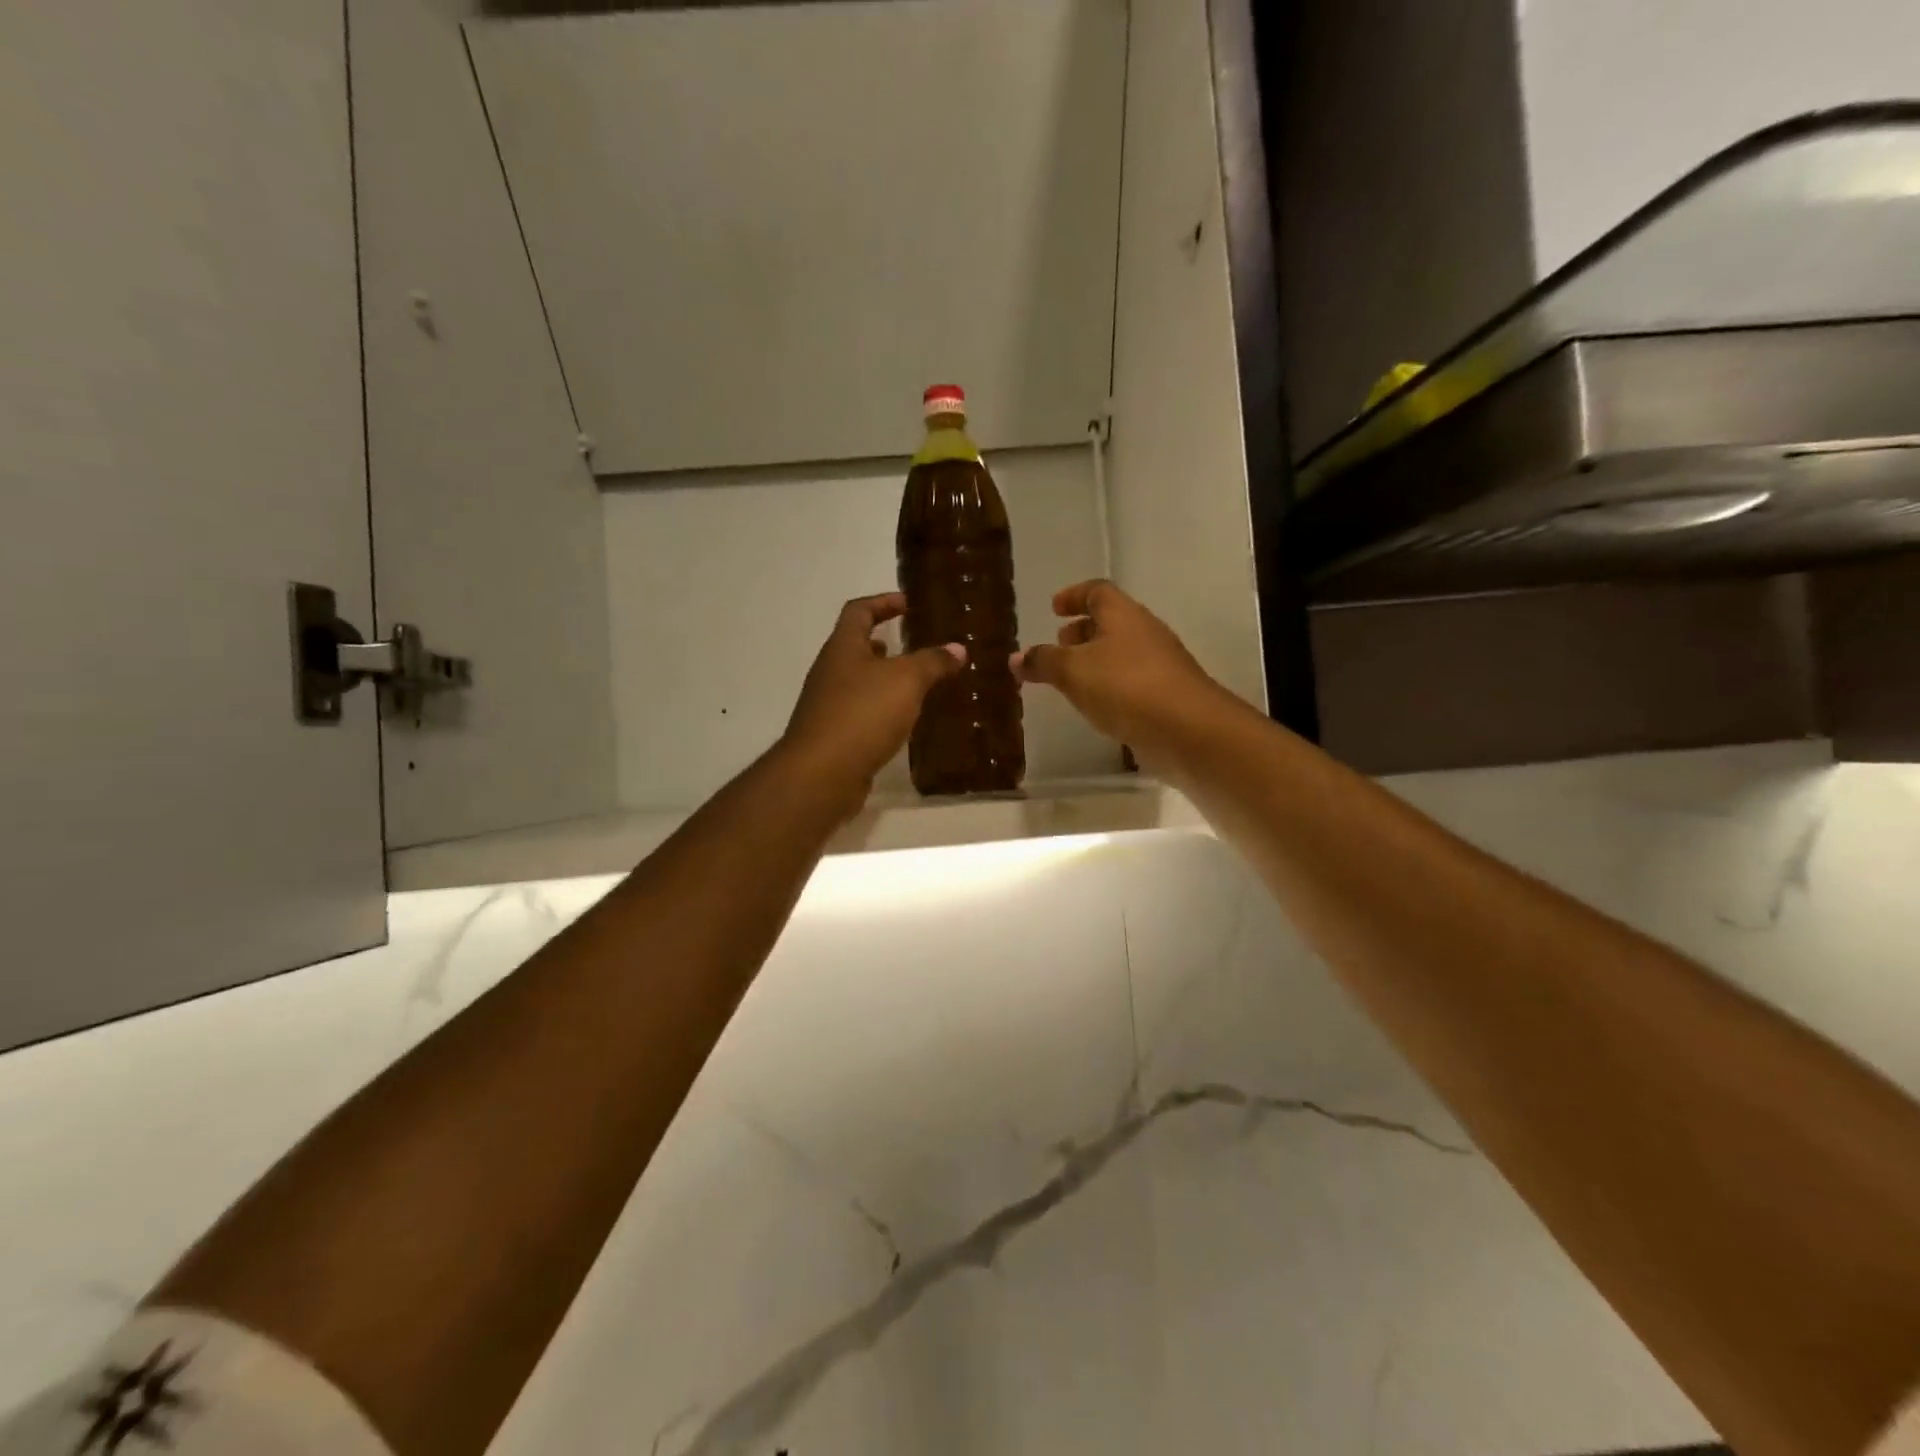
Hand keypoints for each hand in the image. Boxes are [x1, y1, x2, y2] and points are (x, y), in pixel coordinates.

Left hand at [781, 592, 964, 809]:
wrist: (822, 773)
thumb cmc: (863, 713)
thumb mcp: (906, 680)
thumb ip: (932, 662)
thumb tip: (957, 649)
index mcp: (842, 648)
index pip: (858, 611)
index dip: (883, 602)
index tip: (907, 604)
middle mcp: (830, 672)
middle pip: (855, 647)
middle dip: (885, 643)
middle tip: (916, 646)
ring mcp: (828, 706)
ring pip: (859, 682)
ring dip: (885, 679)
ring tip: (918, 684)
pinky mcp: (834, 736)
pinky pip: (862, 712)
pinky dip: (883, 709)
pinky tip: (904, 721)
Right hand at [1013, 580, 1228, 764]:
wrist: (1187, 729)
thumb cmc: (1125, 687)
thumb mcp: (1073, 672)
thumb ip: (1043, 662)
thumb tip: (1016, 657)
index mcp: (1123, 615)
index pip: (1097, 591)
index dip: (1074, 595)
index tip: (1054, 608)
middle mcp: (1144, 632)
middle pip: (1111, 621)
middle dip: (1083, 630)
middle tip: (1059, 644)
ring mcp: (1159, 664)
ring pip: (1121, 652)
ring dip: (1095, 659)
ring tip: (1071, 679)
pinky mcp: (1165, 694)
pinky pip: (1131, 680)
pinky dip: (1109, 684)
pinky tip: (1096, 705)